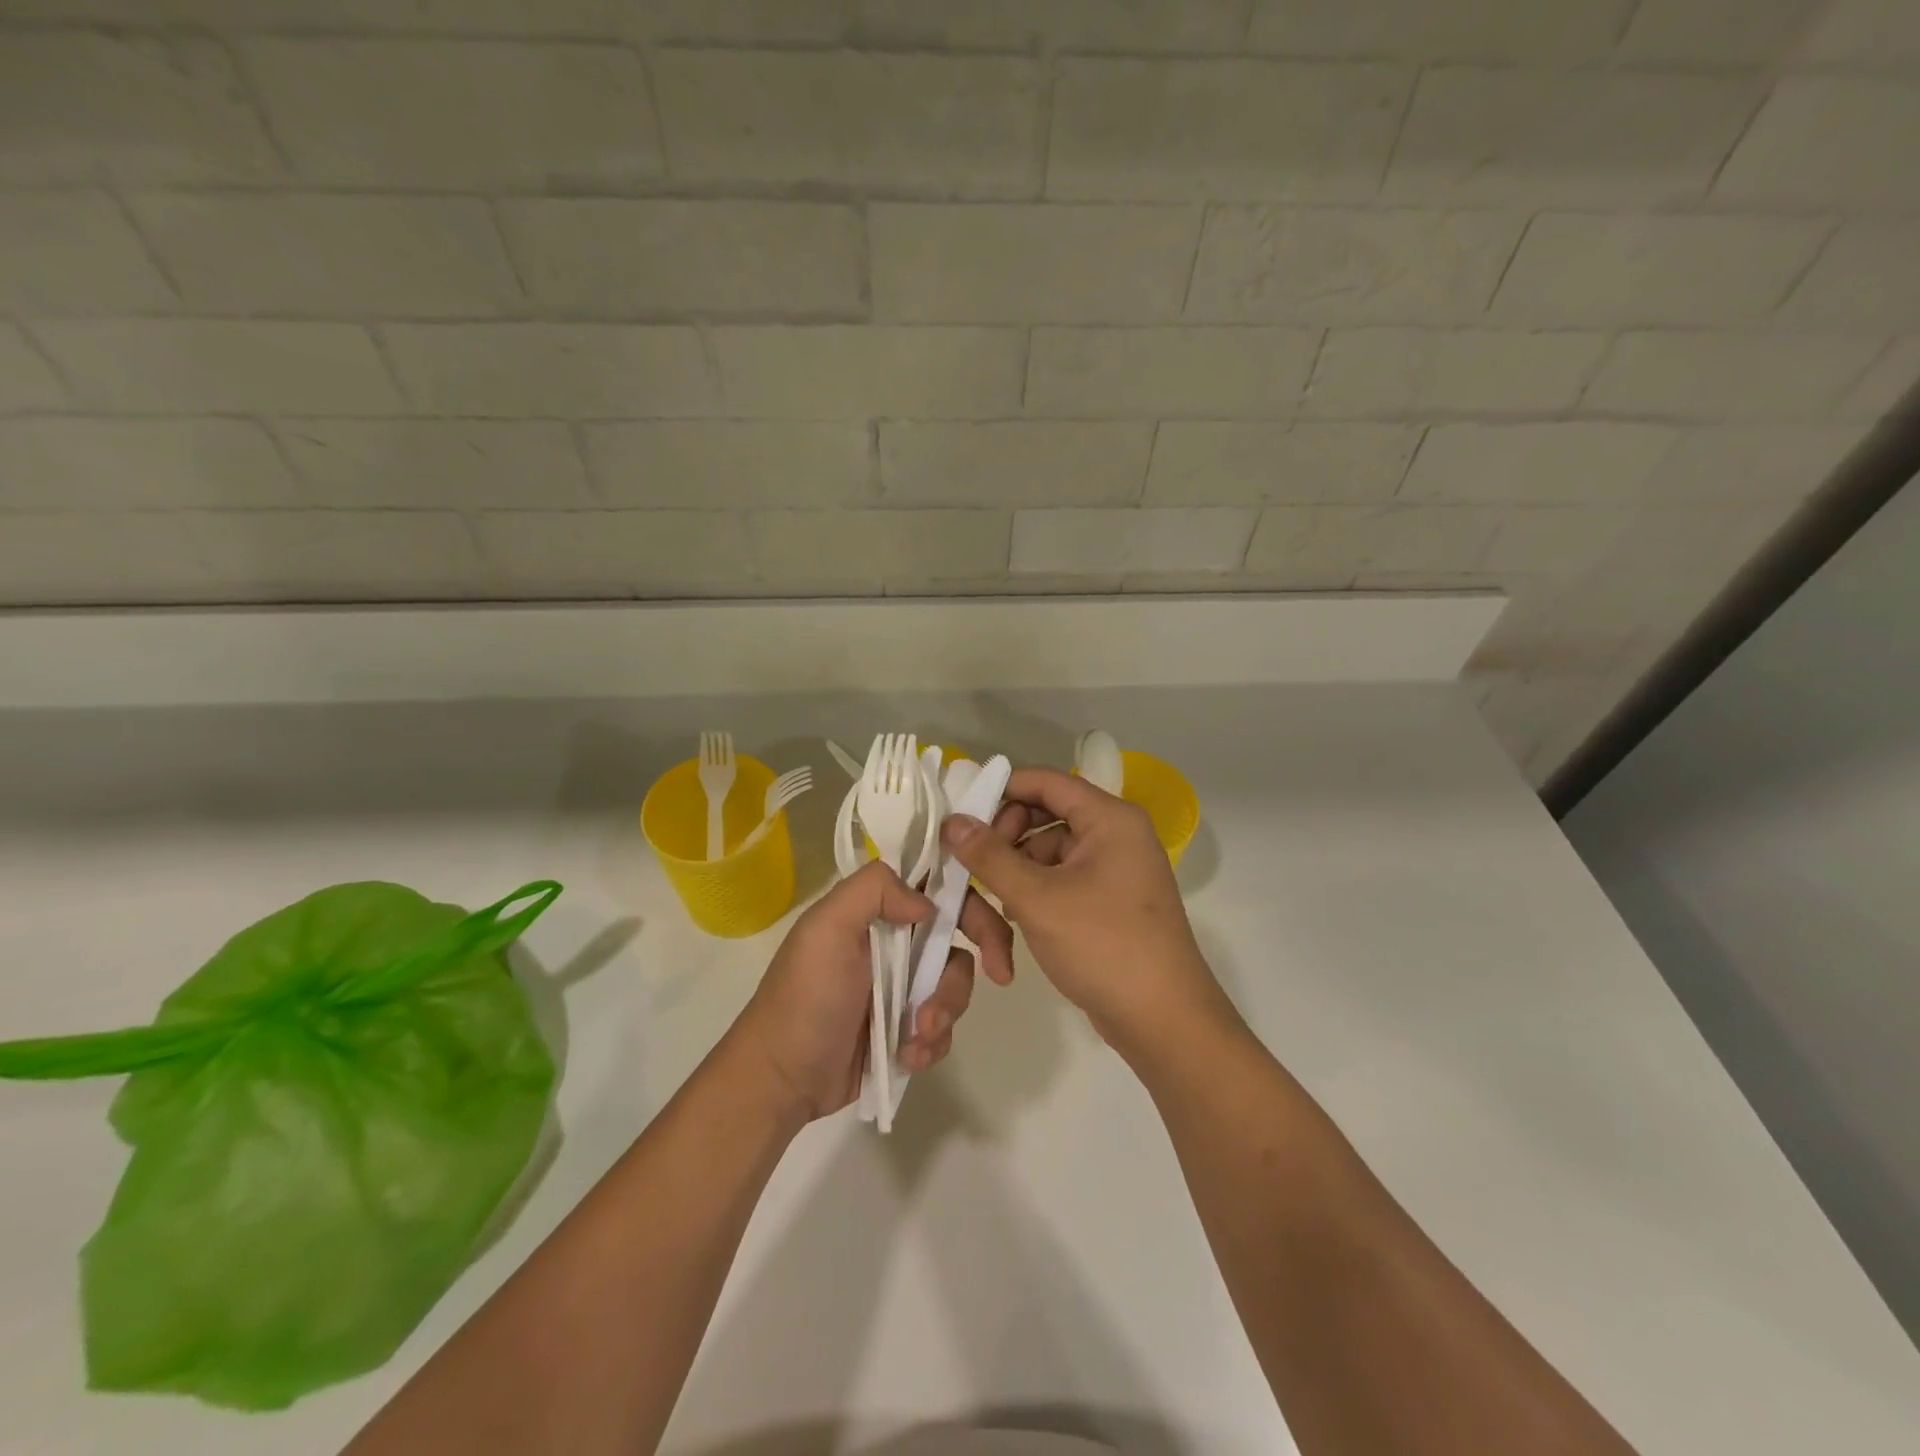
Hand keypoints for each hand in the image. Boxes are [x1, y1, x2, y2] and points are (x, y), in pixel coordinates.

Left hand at [728, 859, 1015, 1123]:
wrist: (783, 1076)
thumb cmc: (805, 995)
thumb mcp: (826, 927)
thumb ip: (873, 891)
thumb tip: (929, 903)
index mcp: (877, 909)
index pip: (938, 885)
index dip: (970, 896)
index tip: (991, 919)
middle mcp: (896, 940)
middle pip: (960, 933)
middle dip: (983, 951)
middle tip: (1000, 973)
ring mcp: (904, 986)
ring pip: (957, 982)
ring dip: (946, 1008)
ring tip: (915, 1035)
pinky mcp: (907, 1028)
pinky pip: (944, 1026)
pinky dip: (932, 1042)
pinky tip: (906, 1056)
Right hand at [941, 767, 1234, 1060]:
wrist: (1163, 1020)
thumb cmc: (1103, 945)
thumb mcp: (1037, 898)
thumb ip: (990, 856)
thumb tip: (952, 821)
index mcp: (1109, 818)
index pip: (1045, 782)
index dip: (1000, 791)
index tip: (960, 818)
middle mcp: (1115, 834)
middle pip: (1044, 816)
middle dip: (1006, 841)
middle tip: (974, 869)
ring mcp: (1113, 869)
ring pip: (1047, 853)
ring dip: (1016, 874)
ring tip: (994, 907)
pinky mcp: (1107, 901)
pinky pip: (1060, 880)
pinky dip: (1035, 894)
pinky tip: (1013, 922)